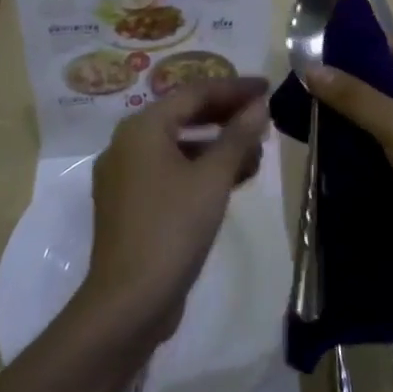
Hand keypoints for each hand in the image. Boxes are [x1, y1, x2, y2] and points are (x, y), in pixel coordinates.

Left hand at [83, 77, 270, 342]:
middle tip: (263, 119)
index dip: (234, 88)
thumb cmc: (172, 229)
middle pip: (184, 115)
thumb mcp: (213, 178)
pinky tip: (231, 180)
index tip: (268, 88)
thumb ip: (238, 136)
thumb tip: (259, 106)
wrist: (128, 303)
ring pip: (178, 145)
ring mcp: (125, 176)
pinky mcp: (130, 205)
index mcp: (142, 128)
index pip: (194, 92)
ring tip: (255, 155)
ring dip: (217, 146)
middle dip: (226, 117)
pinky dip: (200, 169)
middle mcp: (127, 143)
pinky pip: (170, 171)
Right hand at [304, 38, 392, 254]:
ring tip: (321, 125)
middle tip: (311, 97)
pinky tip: (348, 154)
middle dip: (353, 88)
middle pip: (389, 78)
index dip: (354, 50)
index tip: (316, 62)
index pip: (390, 45)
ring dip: (363, 118)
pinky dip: (377, 142)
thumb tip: (310, 67)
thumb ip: (354, 97)